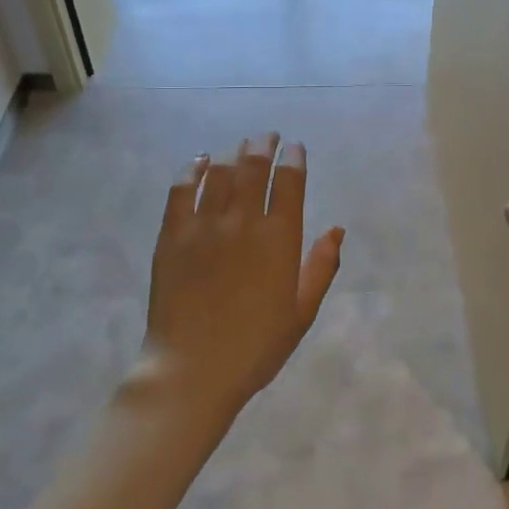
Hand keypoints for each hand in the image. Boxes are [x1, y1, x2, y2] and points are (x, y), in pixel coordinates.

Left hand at [138, 133, 345, 425]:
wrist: (191, 371)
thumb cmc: (254, 348)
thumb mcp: (300, 313)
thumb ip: (321, 268)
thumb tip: (336, 230)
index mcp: (279, 239)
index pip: (289, 182)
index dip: (294, 159)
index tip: (295, 148)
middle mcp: (243, 221)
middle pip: (254, 167)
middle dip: (264, 145)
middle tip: (268, 136)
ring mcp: (204, 225)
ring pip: (220, 173)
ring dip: (233, 154)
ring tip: (240, 147)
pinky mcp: (172, 234)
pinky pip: (182, 189)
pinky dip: (193, 169)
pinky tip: (200, 161)